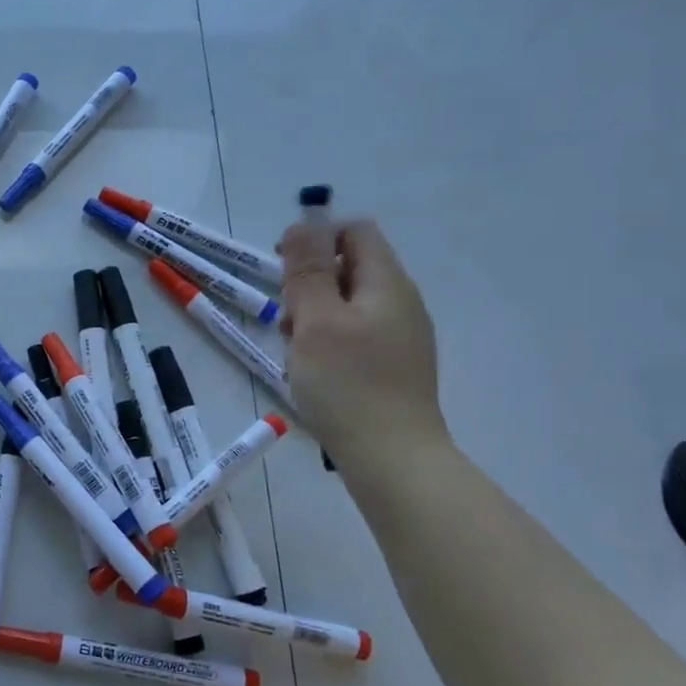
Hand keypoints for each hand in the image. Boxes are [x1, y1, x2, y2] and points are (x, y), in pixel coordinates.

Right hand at [279, 217, 443, 451]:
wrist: (394, 461)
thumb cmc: (348, 385)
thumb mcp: (316, 320)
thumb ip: (308, 269)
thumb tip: (304, 224)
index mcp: (387, 284)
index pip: (355, 232)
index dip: (315, 239)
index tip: (283, 270)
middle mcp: (401, 304)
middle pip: (350, 268)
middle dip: (310, 284)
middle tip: (288, 321)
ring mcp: (402, 338)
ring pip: (349, 305)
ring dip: (315, 317)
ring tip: (297, 353)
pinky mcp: (395, 367)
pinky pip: (357, 336)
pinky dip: (330, 342)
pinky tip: (315, 373)